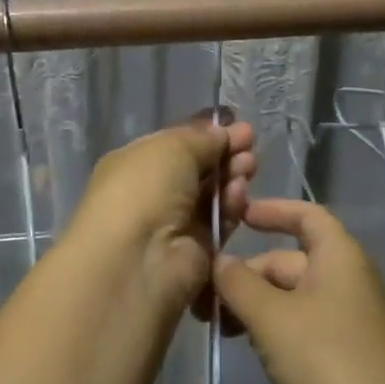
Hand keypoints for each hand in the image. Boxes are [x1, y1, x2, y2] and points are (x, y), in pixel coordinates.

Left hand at [63, 114, 256, 320]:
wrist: (138, 260)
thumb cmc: (144, 190)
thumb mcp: (171, 147)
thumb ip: (201, 137)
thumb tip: (221, 133)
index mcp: (135, 164)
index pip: (176, 143)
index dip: (206, 133)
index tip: (237, 124)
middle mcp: (152, 193)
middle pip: (198, 168)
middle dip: (225, 153)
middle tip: (249, 143)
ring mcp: (175, 222)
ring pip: (212, 194)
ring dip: (232, 176)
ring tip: (247, 166)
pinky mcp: (197, 250)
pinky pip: (220, 221)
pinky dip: (232, 206)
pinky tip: (239, 193)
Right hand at [212, 198, 384, 383]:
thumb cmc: (323, 359)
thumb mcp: (270, 316)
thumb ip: (238, 282)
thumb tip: (220, 261)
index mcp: (340, 257)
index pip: (307, 215)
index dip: (273, 210)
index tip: (237, 216)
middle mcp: (348, 280)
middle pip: (289, 261)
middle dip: (247, 275)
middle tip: (206, 300)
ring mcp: (348, 319)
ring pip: (291, 297)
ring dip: (254, 304)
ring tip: (220, 327)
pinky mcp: (344, 352)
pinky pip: (302, 324)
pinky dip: (272, 326)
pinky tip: (248, 345)